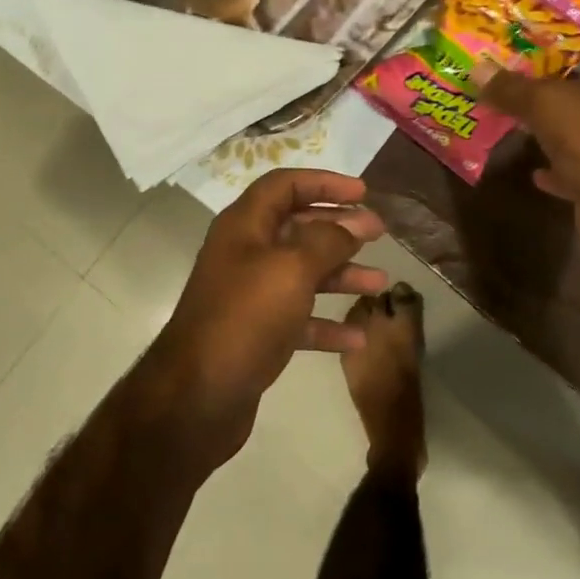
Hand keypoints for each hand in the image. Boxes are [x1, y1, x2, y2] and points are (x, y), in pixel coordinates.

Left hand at [145, 170, 388, 468]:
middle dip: (339, 228)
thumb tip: (350, 224)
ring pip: (302, 274)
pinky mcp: (256, 334)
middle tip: (378, 232)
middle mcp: (245, 254)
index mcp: (245, 226)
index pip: (284, 186)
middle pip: (297, 228)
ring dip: (341, 275)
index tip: (363, 192)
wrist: (198, 395)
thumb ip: (326, 240)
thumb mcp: (291, 269)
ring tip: (381, 283)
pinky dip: (327, 323)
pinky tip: (358, 337)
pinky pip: (298, 318)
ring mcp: (250, 296)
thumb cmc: (245, 317)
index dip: (324, 182)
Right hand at [480, 55, 579, 253]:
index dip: (577, 42)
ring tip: (515, 119)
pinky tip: (532, 169)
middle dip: (555, 87)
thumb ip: (512, 88)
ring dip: (553, 129)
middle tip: (514, 78)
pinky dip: (555, 171)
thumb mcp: (547, 102)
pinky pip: (574, 172)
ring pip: (579, 132)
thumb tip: (476, 69)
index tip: (542, 41)